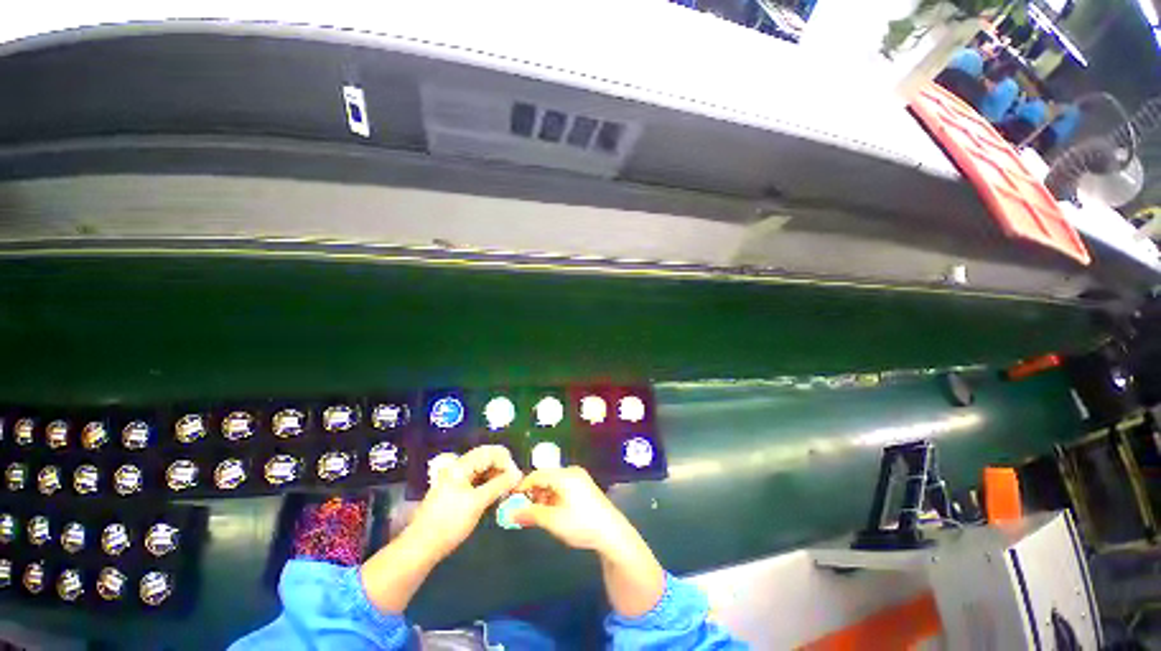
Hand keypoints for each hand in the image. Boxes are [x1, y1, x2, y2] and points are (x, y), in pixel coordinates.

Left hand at [408, 445, 522, 559]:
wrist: (421, 547)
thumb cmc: (449, 523)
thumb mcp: (477, 503)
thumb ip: (499, 485)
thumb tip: (518, 474)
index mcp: (462, 465)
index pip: (491, 451)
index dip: (506, 461)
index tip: (516, 478)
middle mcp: (459, 467)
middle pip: (487, 458)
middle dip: (503, 469)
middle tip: (513, 485)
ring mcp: (457, 479)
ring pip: (484, 470)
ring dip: (497, 477)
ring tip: (506, 492)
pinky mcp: (457, 491)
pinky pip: (478, 480)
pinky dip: (489, 485)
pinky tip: (495, 496)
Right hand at [511, 467, 636, 556]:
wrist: (611, 532)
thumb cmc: (581, 524)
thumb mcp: (552, 521)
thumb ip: (530, 514)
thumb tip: (511, 514)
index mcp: (564, 475)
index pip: (537, 474)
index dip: (522, 486)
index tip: (511, 500)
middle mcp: (571, 472)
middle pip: (545, 477)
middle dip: (533, 492)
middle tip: (523, 510)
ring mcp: (579, 478)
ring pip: (553, 483)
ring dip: (543, 496)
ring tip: (536, 514)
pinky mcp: (584, 486)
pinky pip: (562, 486)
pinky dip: (553, 496)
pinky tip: (551, 511)